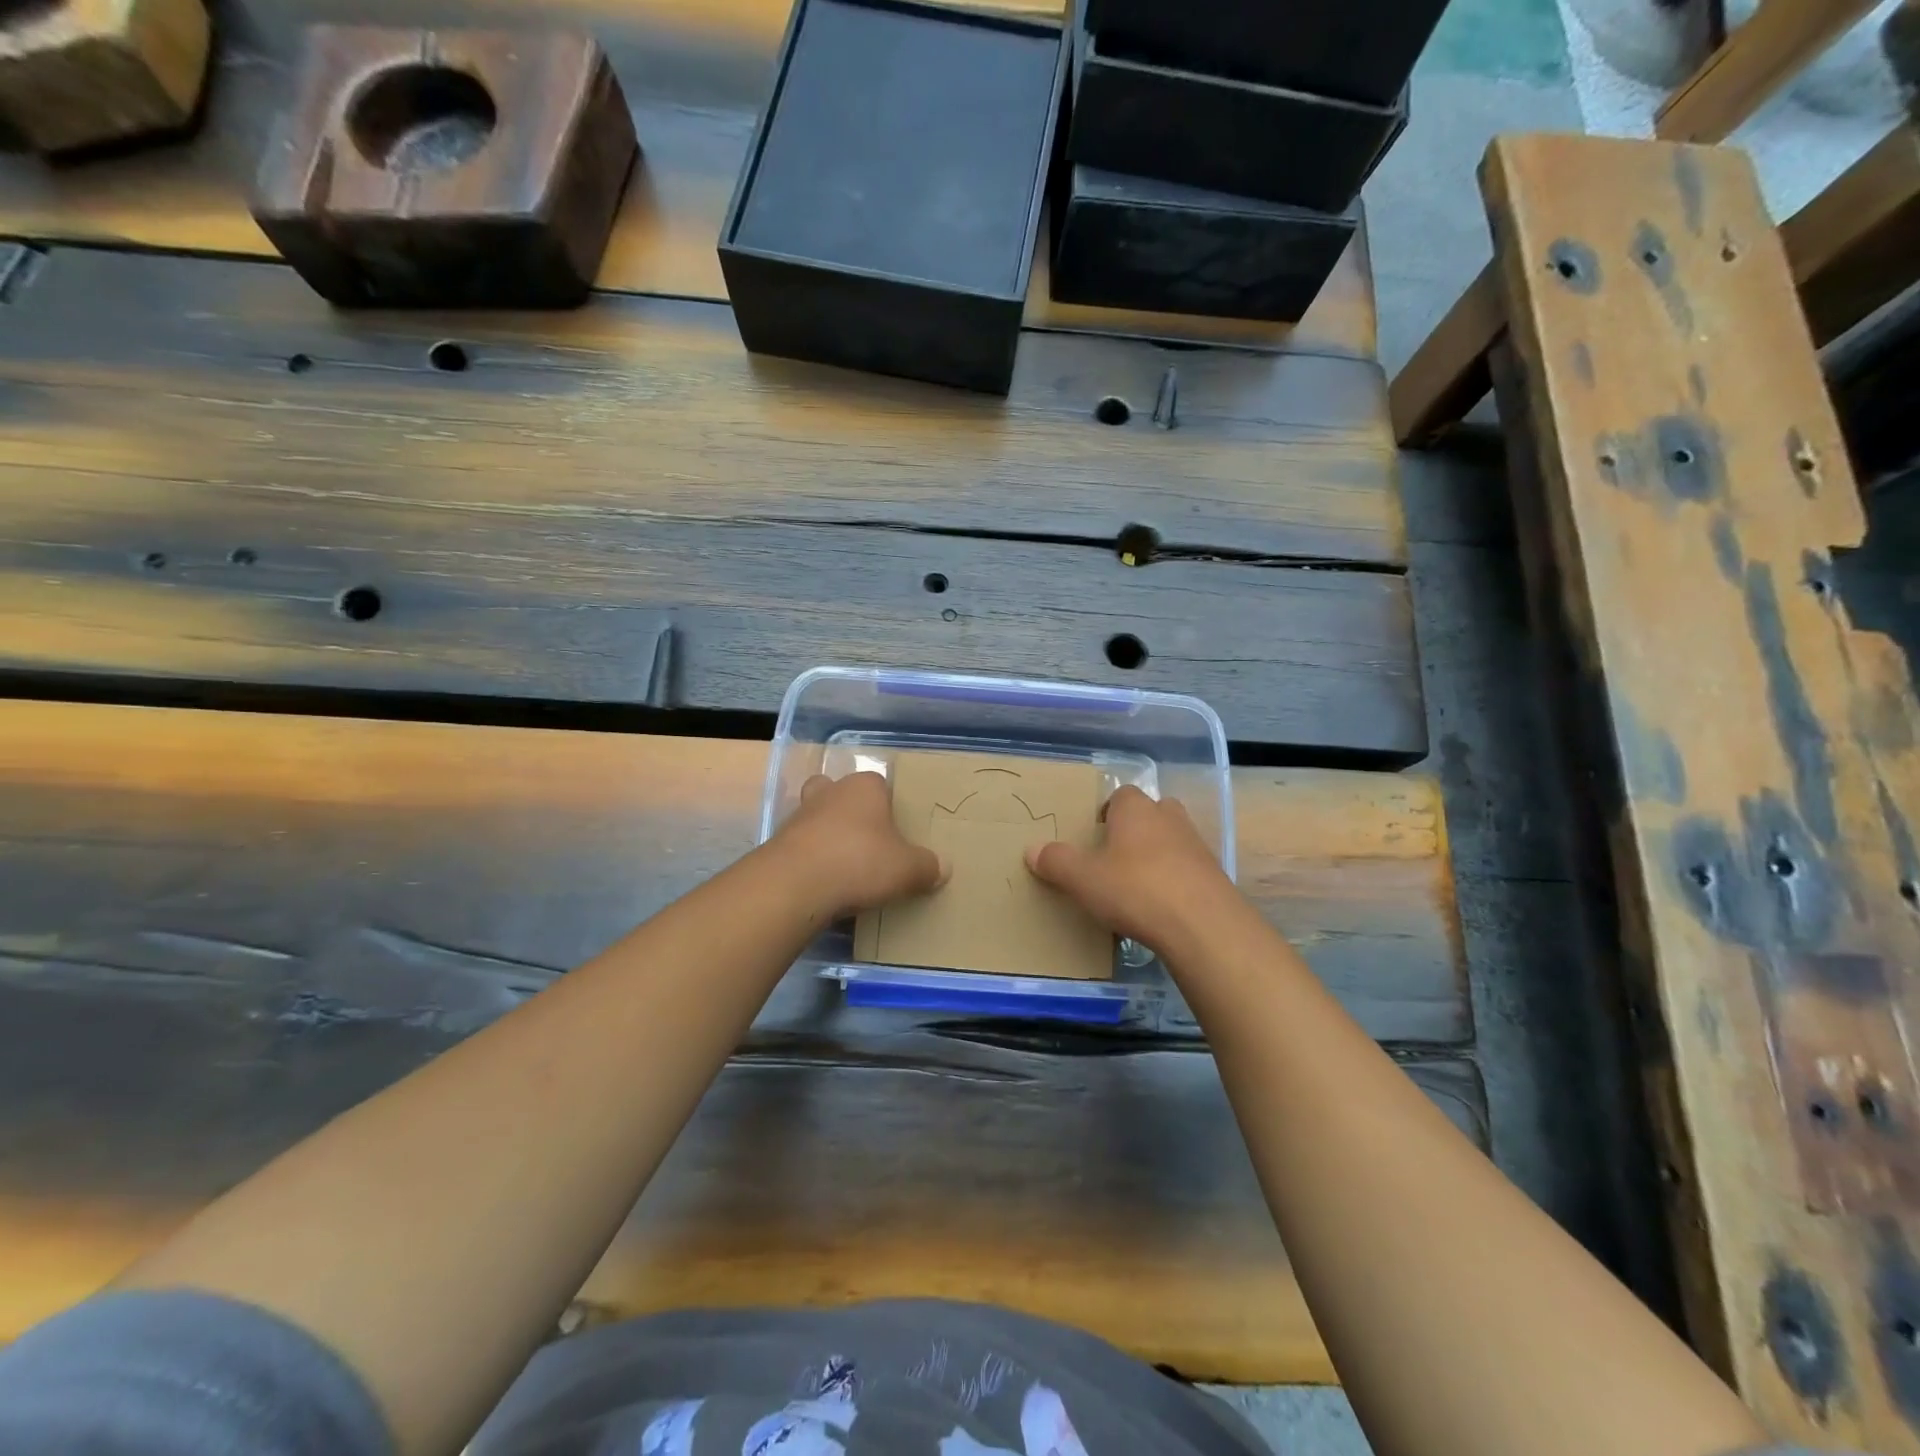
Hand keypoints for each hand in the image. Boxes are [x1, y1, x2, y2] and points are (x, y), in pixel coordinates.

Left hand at [772, 772, 946, 915]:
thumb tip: (944, 867)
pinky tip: (823, 883)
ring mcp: (799, 815)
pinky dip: (811, 860)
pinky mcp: (778, 843)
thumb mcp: (907, 870)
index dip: (888, 805)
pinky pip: (801, 846)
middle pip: (841, 793)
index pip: (879, 784)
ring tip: (844, 867)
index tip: (895, 831)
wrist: (796, 885)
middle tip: (866, 841)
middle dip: (850, 812)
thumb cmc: (860, 862)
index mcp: (864, 787)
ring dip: (827, 836)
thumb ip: (927, 866)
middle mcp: (830, 792)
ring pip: (817, 817)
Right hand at [1025, 786, 1239, 957]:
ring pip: (1172, 839)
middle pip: (1151, 812)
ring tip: (1137, 884)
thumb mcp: (1083, 879)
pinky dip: (1175, 880)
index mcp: (1136, 809)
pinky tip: (1161, 907)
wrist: (1203, 925)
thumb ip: (1056, 862)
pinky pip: (1188, 869)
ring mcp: (1196, 845)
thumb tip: (1031, 850)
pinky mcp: (1214, 875)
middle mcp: (1168, 818)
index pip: (1121, 794)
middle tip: (1115, 856)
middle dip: (1135, 829)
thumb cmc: (1135, 889)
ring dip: (1157, 855)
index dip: (1107, 811)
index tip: (1094, 834)